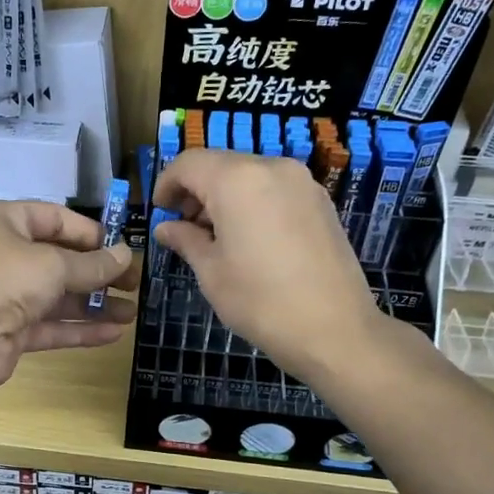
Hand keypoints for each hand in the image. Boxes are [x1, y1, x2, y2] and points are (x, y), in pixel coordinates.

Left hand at [0, 201, 136, 394]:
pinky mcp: (10, 332)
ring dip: (93, 305)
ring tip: (131, 312)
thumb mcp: (52, 264)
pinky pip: (51, 326)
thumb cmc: (2, 278)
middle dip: (97, 273)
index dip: (89, 232)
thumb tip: (124, 256)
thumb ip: (92, 264)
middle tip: (134, 283)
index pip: (53, 218)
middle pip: (58, 260)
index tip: (121, 248)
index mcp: (4, 223)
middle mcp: (2, 255)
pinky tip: (113, 334)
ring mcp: (5, 296)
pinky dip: (79, 329)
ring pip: (57, 297)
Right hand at [152, 149, 402, 381]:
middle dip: (195, 190)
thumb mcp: (211, 272)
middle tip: (183, 227)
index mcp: (237, 180)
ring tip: (214, 236)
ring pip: (248, 175)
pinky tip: (248, 238)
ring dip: (224, 196)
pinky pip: (273, 189)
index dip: (167, 183)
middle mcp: (271, 168)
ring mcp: (301, 182)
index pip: (189, 163)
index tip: (159, 211)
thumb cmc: (260, 301)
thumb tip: (166, 228)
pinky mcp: (320, 201)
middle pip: (220, 164)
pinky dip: (251, 202)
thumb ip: (185, 240)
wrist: (334, 330)